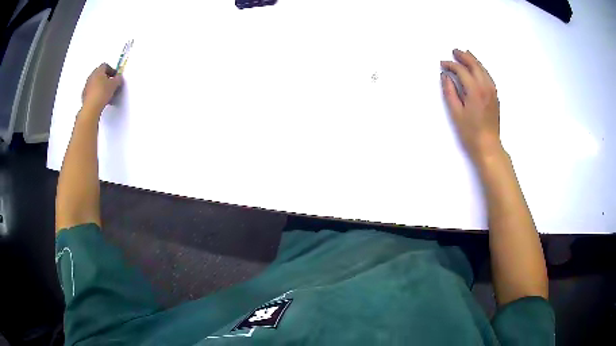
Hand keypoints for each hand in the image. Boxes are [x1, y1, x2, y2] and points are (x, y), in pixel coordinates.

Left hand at [82, 63, 122, 111]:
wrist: (91, 108)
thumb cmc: (102, 93)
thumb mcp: (115, 85)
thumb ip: (118, 79)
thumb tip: (118, 78)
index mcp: (99, 70)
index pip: (105, 65)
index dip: (111, 70)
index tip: (115, 76)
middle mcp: (91, 76)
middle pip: (99, 74)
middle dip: (105, 78)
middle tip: (110, 84)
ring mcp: (86, 86)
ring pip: (94, 83)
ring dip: (100, 86)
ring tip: (106, 94)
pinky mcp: (84, 96)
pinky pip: (91, 92)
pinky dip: (95, 94)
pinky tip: (100, 100)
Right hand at [441, 49, 502, 165]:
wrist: (488, 146)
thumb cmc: (471, 133)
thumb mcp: (456, 113)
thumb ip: (450, 92)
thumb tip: (446, 76)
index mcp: (475, 91)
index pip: (462, 70)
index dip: (451, 65)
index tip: (443, 64)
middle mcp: (486, 87)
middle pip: (475, 65)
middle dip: (464, 56)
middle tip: (454, 51)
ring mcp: (492, 91)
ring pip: (483, 69)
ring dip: (473, 60)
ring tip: (465, 54)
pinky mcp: (495, 96)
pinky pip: (488, 76)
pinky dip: (481, 68)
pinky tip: (477, 68)